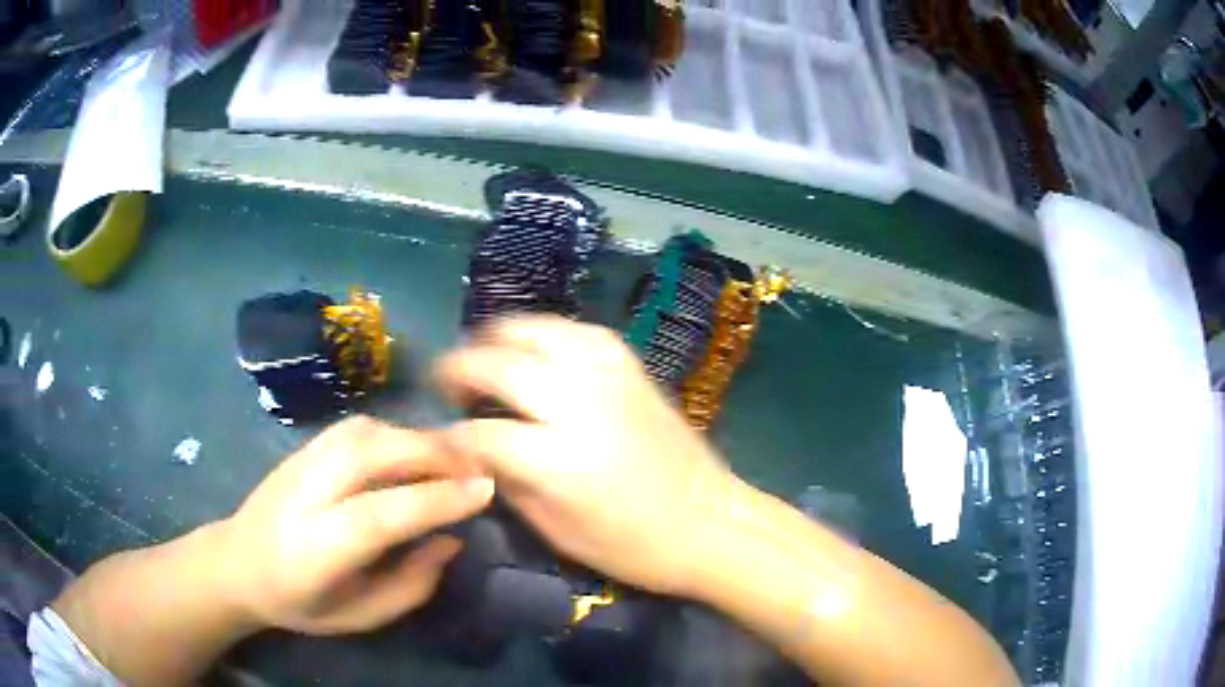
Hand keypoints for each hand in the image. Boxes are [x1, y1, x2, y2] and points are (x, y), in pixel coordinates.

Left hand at [216, 416, 494, 634]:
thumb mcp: (360, 616)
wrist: (237, 562)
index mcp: (315, 548)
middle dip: (433, 453)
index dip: (435, 499)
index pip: (380, 514)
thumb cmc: (301, 602)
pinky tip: (412, 450)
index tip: (484, 489)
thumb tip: (450, 539)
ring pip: (366, 432)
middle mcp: (305, 493)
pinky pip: (357, 427)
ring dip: (416, 437)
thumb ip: (409, 584)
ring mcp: (299, 461)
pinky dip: (394, 432)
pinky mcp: (302, 446)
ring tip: (453, 457)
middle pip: (372, 454)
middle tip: (479, 465)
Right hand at [436, 316, 743, 596]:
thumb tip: (473, 449)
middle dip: (458, 368)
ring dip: (497, 338)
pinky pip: (575, 330)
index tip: (434, 439)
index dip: (448, 437)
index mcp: (559, 460)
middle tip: (446, 383)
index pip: (479, 432)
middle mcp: (579, 404)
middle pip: (497, 364)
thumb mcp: (556, 530)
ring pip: (535, 330)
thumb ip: (506, 482)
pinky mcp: (630, 365)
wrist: (709, 521)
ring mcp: (608, 375)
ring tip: (483, 357)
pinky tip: (533, 351)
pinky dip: (543, 334)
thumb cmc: (632, 545)